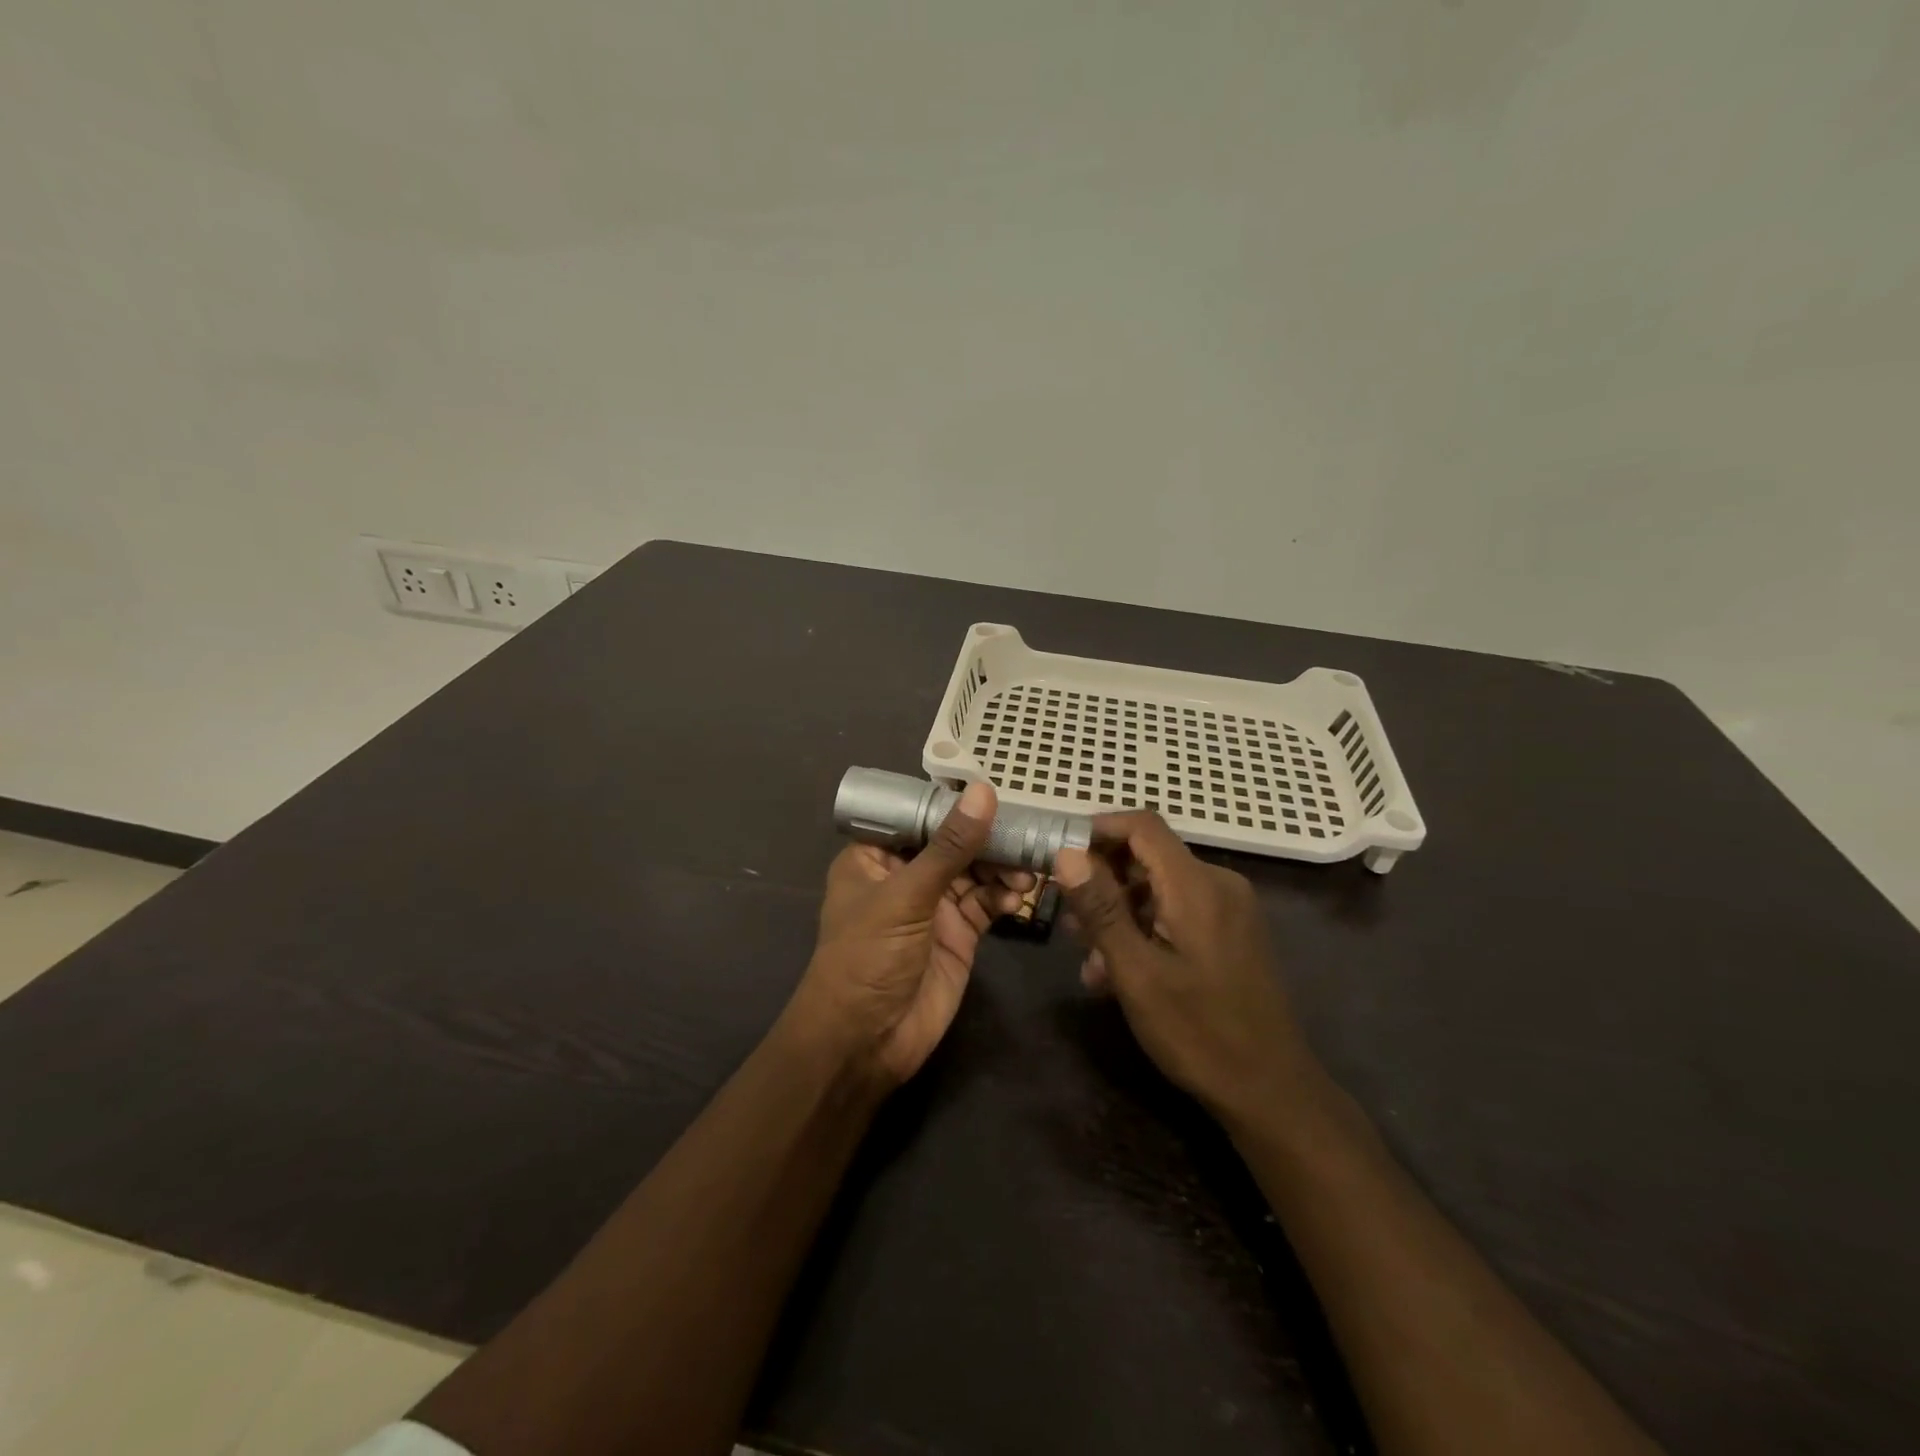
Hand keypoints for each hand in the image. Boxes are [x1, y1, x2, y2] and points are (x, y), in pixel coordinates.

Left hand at [788, 782, 1029, 1087]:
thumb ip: (950, 847)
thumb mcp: (906, 896)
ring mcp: (933, 905)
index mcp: (874, 856)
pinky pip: (986, 903)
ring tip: (1025, 873)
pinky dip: (1004, 897)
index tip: (995, 791)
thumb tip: (983, 792)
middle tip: (1025, 834)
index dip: (953, 804)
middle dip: (988, 838)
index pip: (918, 815)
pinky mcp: (958, 934)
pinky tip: (1018, 897)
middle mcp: (904, 875)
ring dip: (1001, 868)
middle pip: (953, 842)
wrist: (866, 1043)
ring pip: (975, 871)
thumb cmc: (868, 957)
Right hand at [1054, 813, 1318, 1122]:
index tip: (1059, 855)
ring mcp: (1229, 909)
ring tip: (1086, 955)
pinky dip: (1144, 928)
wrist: (1271, 1092)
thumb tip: (1066, 854)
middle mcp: (1218, 884)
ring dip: (1119, 911)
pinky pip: (1178, 911)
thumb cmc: (1198, 1032)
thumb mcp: (1136, 972)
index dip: (1098, 830)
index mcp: (1197, 885)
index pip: (1142, 826)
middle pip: (1149, 856)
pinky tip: (1118, 971)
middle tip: (1065, 915)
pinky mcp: (1232, 932)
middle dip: (1102, 880)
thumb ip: (1101, 908)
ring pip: (1160, 888)